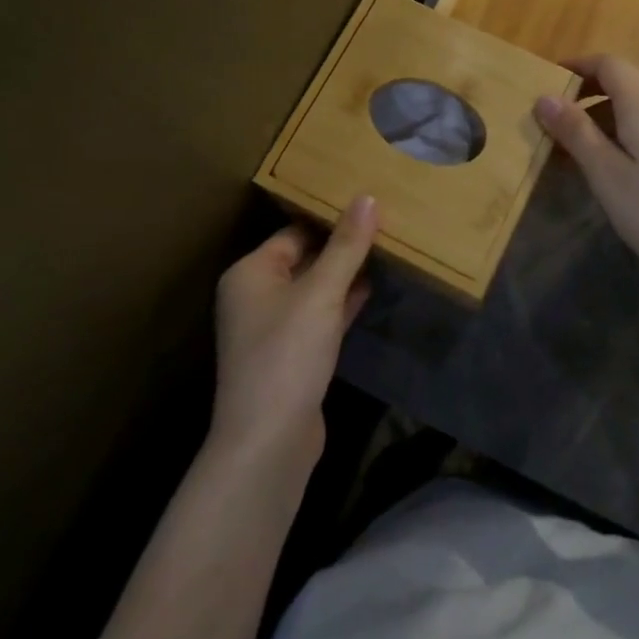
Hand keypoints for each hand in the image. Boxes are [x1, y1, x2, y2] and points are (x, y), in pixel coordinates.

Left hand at [210, 197, 376, 472]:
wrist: (269, 442)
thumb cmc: (287, 354)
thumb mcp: (321, 292)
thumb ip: (346, 246)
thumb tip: (367, 197)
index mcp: (251, 272)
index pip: (295, 230)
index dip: (332, 218)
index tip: (370, 204)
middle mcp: (257, 295)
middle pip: (305, 257)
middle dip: (342, 245)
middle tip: (386, 223)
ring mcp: (274, 328)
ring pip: (315, 288)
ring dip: (346, 273)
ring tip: (387, 249)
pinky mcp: (293, 354)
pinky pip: (321, 316)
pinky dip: (344, 302)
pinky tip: (373, 288)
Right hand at [535, 55, 638, 290]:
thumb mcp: (607, 174)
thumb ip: (576, 132)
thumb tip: (545, 97)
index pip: (609, 64)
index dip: (577, 66)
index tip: (545, 82)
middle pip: (623, 80)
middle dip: (586, 90)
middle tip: (552, 115)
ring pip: (635, 104)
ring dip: (601, 113)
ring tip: (571, 142)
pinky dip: (620, 130)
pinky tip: (606, 162)